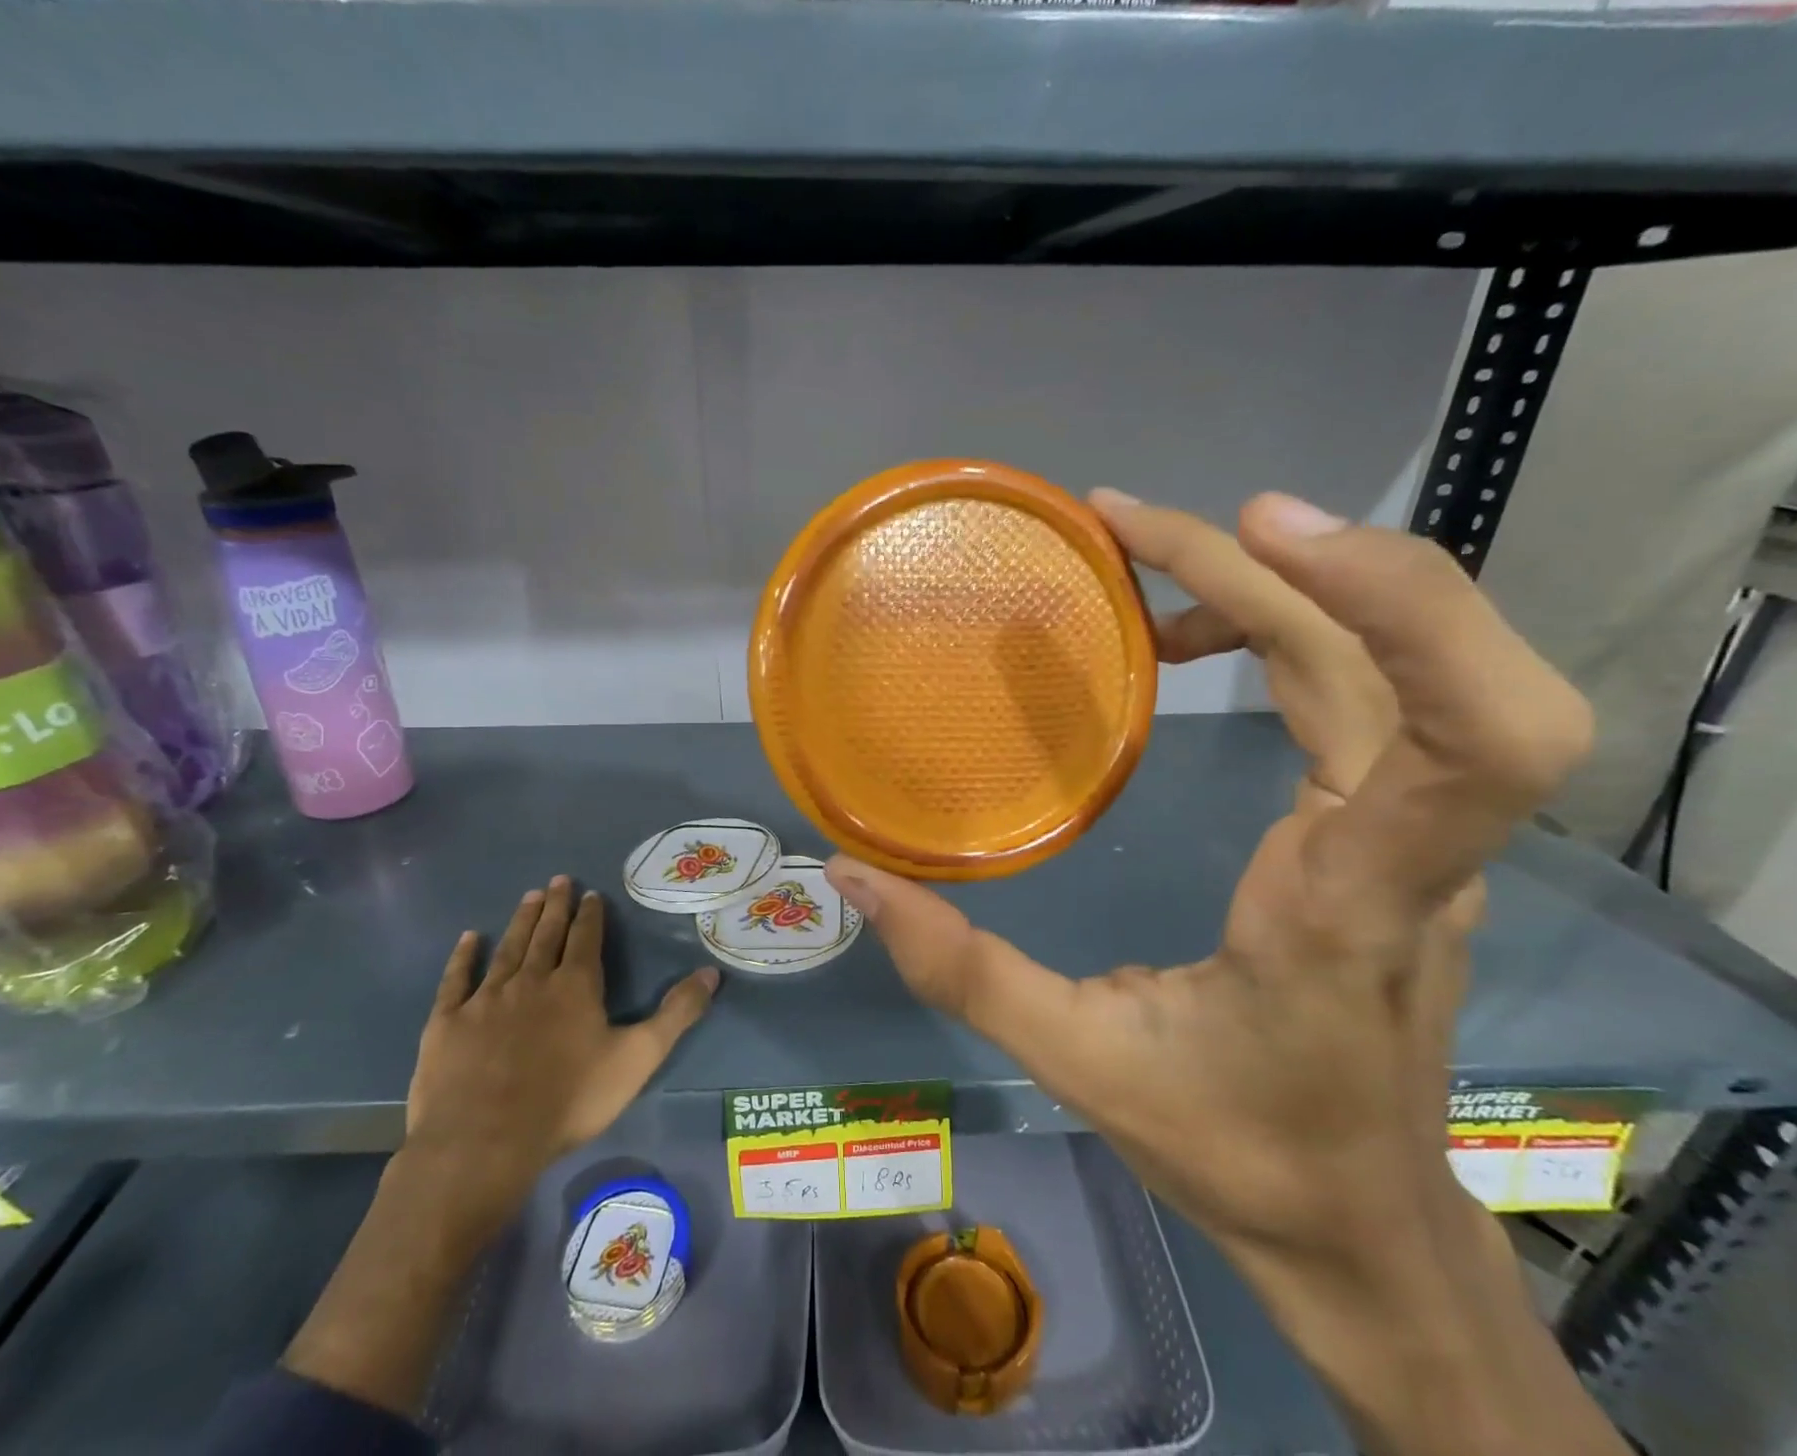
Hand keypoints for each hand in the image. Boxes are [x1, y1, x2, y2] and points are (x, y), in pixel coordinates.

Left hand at [402, 876, 719, 1250]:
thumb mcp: (638, 1058)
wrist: (484, 1142)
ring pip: (508, 949)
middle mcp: (532, 980)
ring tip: (529, 896)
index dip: (590, 915)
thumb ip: (676, 1014)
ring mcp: (486, 999)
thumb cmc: (569, 1100)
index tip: (590, 893)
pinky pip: (457, 980)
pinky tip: (469, 938)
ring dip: (521, 921)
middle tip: (557, 880)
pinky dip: (463, 957)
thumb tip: (712, 973)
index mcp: (576, 986)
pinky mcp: (447, 1022)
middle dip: (555, 906)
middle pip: (546, 935)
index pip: (586, 939)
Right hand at [825, 491, 1593, 1285]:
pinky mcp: (1397, 827)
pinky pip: (1371, 687)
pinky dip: (1286, 626)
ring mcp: (1415, 834)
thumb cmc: (1234, 1147)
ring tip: (1145, 559)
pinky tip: (1193, 640)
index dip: (1396, 606)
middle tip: (1132, 521)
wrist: (1357, 1216)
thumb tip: (850, 877)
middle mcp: (1408, 851)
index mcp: (1346, 905)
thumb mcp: (1077, 1061)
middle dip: (1286, 560)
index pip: (1468, 740)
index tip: (1258, 531)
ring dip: (1278, 582)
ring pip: (1397, 659)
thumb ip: (958, 969)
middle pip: (1412, 657)